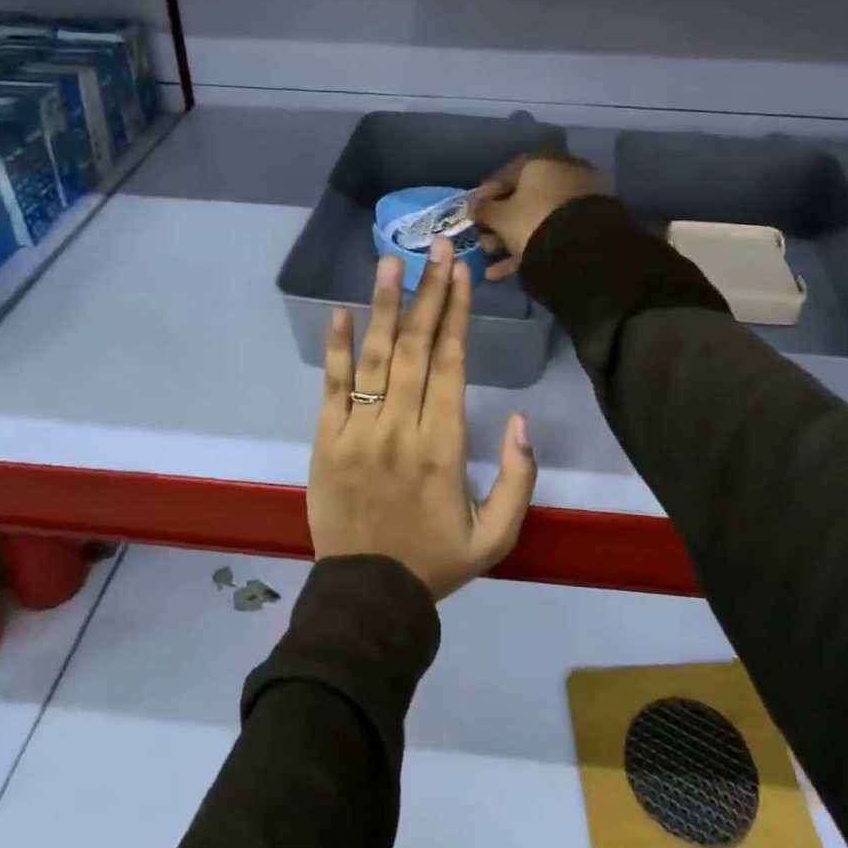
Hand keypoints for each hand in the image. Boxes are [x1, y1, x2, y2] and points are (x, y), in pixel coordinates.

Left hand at [309, 238, 537, 599]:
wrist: (366, 600)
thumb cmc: (435, 562)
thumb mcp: (497, 536)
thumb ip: (518, 479)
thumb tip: (521, 419)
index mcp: (444, 447)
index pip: (451, 364)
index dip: (457, 314)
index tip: (460, 273)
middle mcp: (400, 429)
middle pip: (415, 348)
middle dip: (428, 293)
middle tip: (436, 247)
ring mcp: (358, 432)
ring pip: (374, 358)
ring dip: (384, 305)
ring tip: (391, 261)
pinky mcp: (326, 441)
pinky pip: (332, 387)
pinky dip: (337, 347)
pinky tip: (340, 310)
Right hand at [470, 152, 604, 280]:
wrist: (584, 248)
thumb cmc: (533, 221)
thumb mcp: (501, 217)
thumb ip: (483, 208)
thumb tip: (472, 204)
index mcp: (540, 162)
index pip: (505, 174)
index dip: (485, 195)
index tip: (473, 212)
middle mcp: (562, 173)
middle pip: (523, 197)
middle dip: (499, 220)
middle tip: (483, 239)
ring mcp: (578, 198)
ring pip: (537, 216)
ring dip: (512, 236)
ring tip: (492, 256)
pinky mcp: (589, 222)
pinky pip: (553, 230)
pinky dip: (532, 245)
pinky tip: (509, 268)